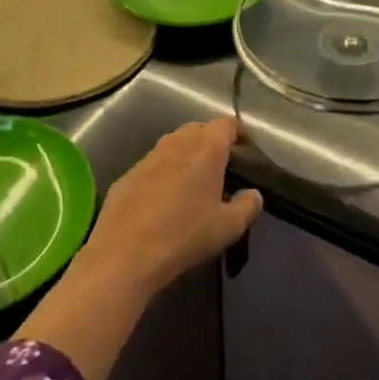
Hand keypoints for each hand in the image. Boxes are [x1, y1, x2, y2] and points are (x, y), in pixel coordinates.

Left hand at [82, 118, 262, 293]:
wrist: (125, 255)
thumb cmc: (185, 235)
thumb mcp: (228, 227)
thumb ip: (247, 206)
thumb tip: (254, 194)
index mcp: (206, 151)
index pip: (225, 124)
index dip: (237, 132)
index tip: (244, 147)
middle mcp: (176, 145)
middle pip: (197, 128)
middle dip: (210, 139)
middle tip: (220, 164)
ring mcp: (148, 159)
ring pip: (172, 143)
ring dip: (185, 153)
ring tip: (192, 178)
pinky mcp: (127, 176)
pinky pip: (151, 164)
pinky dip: (163, 171)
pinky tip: (163, 197)